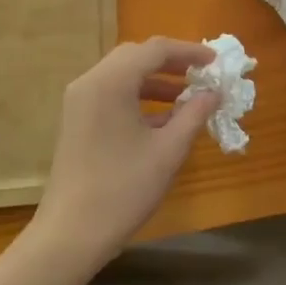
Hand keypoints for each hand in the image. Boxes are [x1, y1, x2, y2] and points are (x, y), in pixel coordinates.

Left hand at [31, 37, 218, 269]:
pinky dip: (138, 97)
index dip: (189, 52)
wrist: (70, 234)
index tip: (215, 62)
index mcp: (111, 82)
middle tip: (201, 74)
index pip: (155, 49)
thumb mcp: (168, 151)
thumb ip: (194, 114)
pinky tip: (162, 119)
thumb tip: (214, 92)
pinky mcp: (77, 120)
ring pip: (123, 75)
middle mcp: (91, 81)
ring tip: (188, 97)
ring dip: (155, 81)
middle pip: (135, 56)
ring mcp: (79, 101)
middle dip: (171, 63)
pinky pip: (111, 94)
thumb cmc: (123, 189)